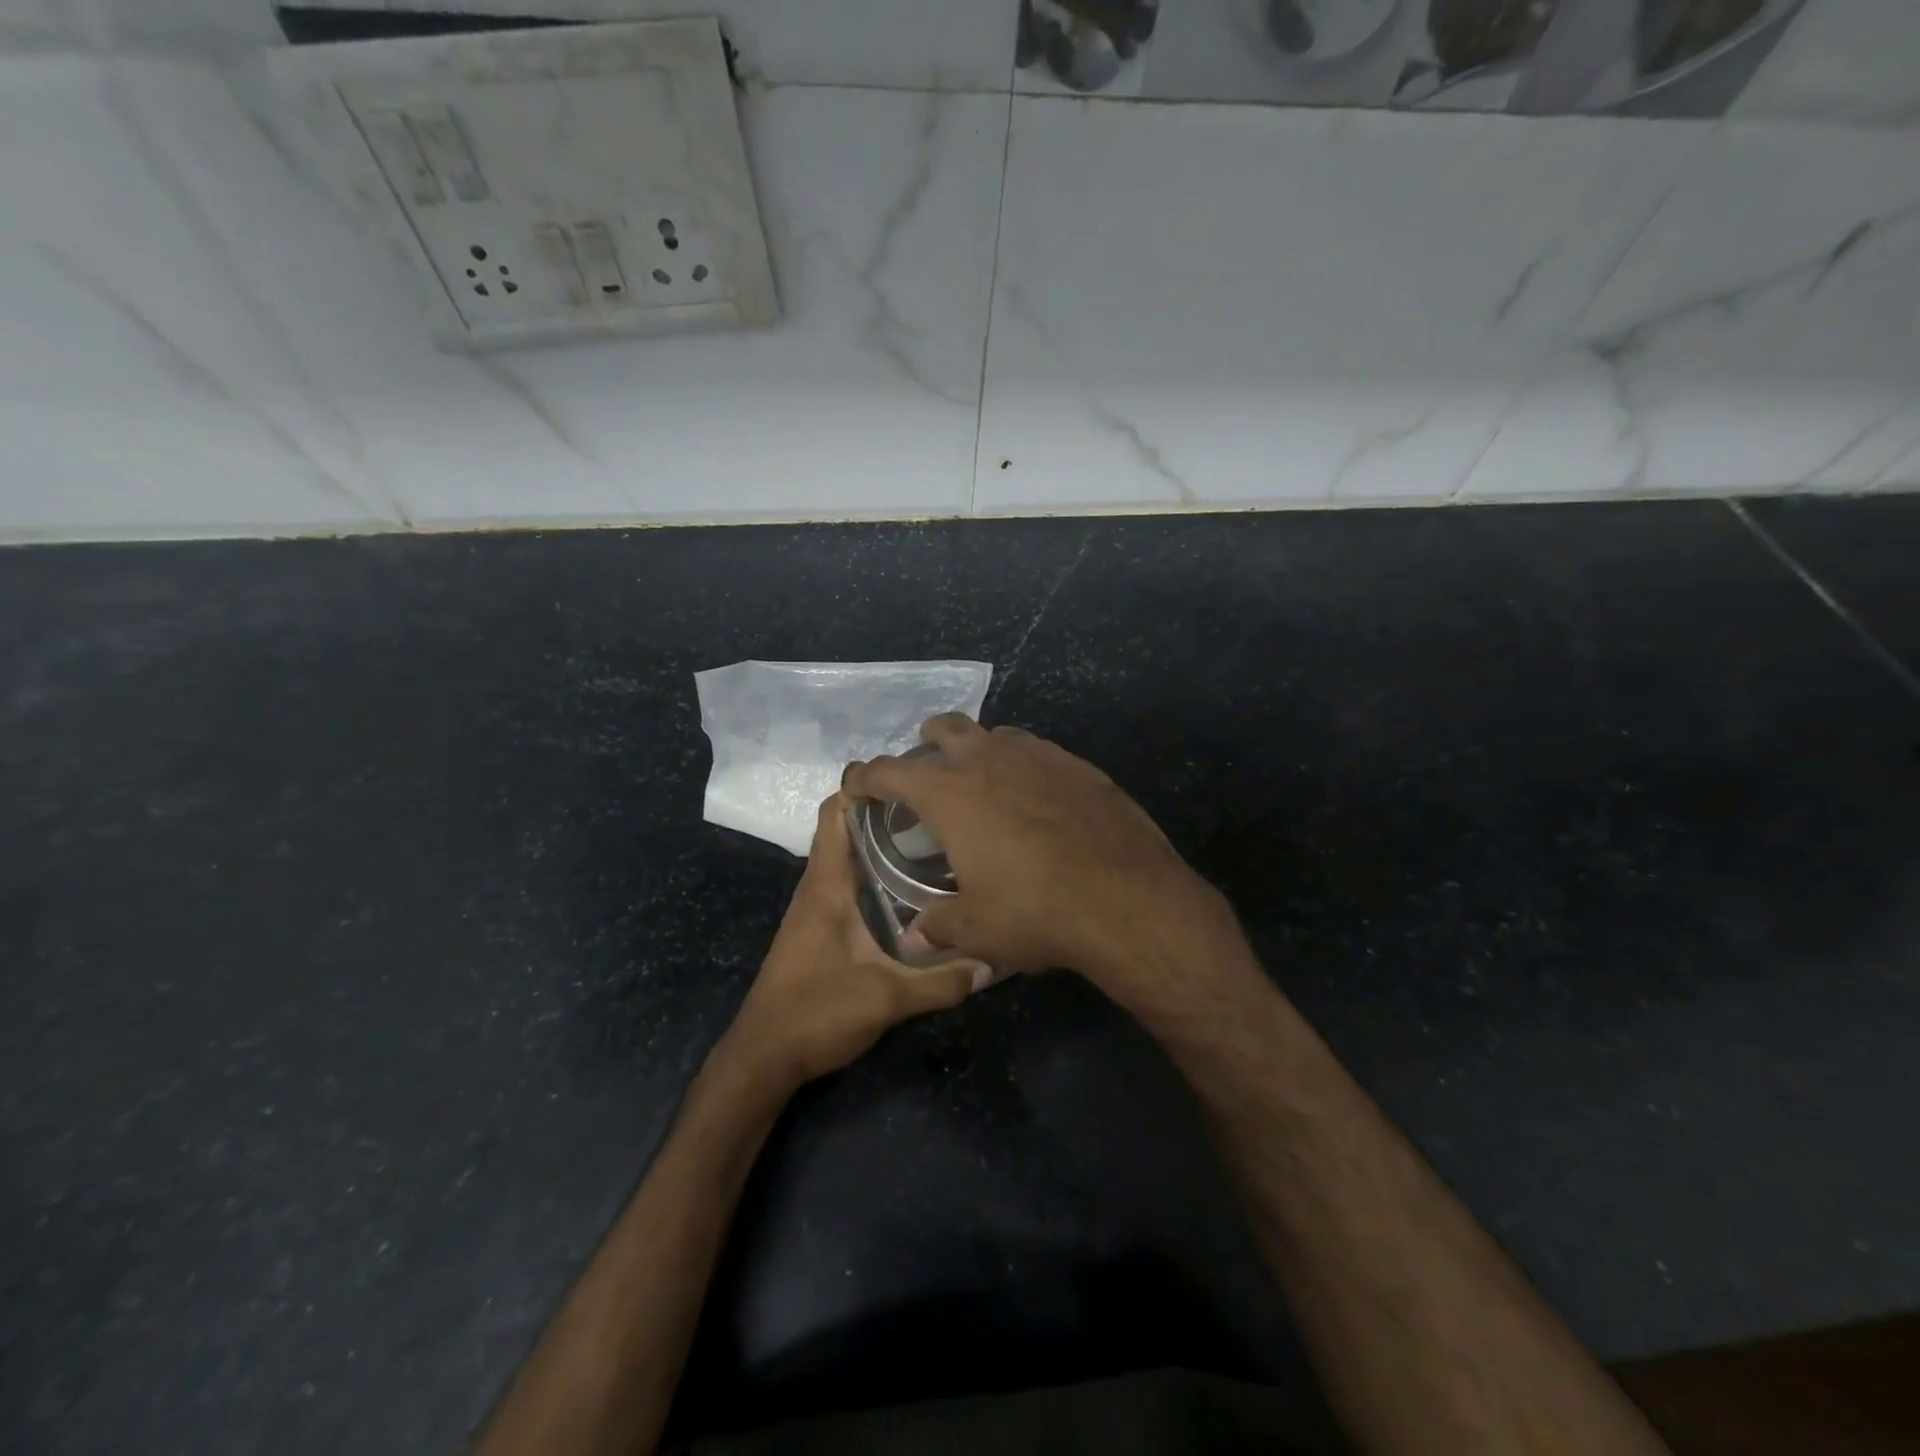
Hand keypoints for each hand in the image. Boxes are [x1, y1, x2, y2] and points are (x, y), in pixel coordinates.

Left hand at [723, 793, 990, 1090]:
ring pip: (853, 856)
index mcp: (827, 884)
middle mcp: (820, 885)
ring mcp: (820, 906)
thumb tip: (994, 961)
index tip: (912, 776)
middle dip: (890, 812)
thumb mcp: (886, 999)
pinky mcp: (824, 927)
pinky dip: (881, 873)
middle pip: (849, 828)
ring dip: (886, 843)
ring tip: (940, 839)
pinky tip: (918, 889)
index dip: (865, 785)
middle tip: (942, 807)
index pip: (835, 812)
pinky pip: (854, 882)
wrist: (764, 1056)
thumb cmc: (815, 1013)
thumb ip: (942, 981)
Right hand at [842, 715, 1233, 993]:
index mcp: (951, 793)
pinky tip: (1036, 799)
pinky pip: (1037, 752)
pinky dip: (1023, 766)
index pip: (890, 772)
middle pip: (946, 728)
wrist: (1128, 899)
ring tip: (983, 784)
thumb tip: (914, 937)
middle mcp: (989, 760)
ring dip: (979, 751)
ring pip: (996, 734)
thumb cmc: (1037, 911)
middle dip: (926, 743)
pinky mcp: (1079, 765)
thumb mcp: (978, 929)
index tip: (858, 787)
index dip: (866, 777)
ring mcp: (1039, 756)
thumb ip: (939, 926)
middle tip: (927, 772)